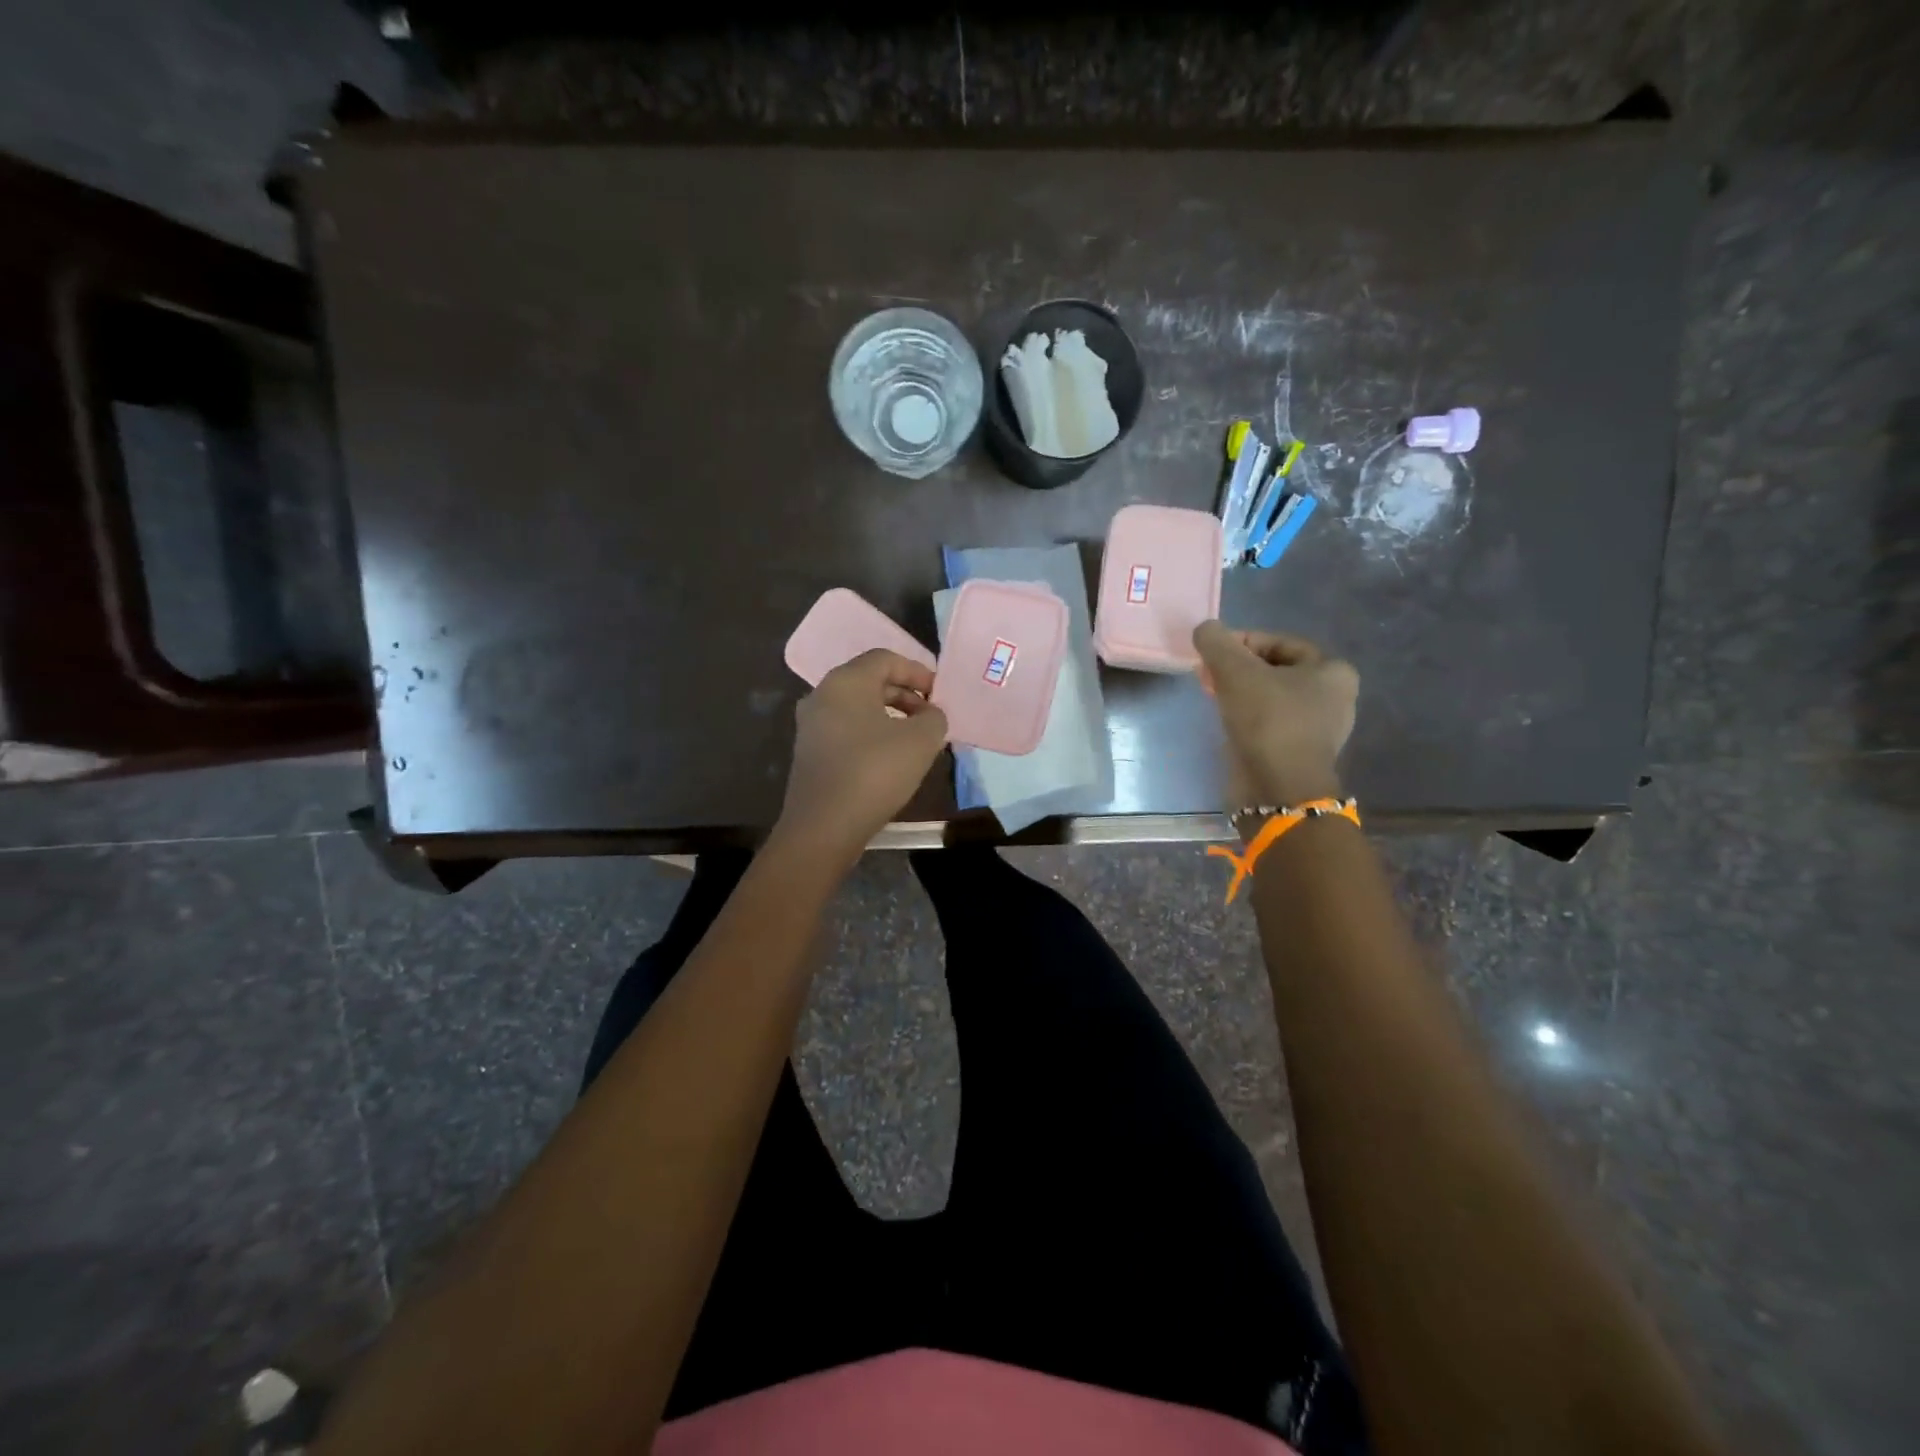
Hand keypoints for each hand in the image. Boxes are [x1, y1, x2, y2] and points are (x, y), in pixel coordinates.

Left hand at [773, 649, 948, 864]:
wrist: (824, 826)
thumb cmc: (874, 772)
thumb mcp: (921, 741)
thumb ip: (934, 718)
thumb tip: (930, 715)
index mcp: (845, 682)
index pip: (886, 659)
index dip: (918, 671)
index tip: (940, 694)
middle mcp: (822, 695)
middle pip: (870, 681)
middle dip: (906, 695)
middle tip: (932, 716)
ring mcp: (811, 725)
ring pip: (858, 708)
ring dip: (891, 716)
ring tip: (917, 739)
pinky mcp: (810, 753)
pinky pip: (847, 730)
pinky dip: (872, 734)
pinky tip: (891, 758)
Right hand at [1193, 621, 1358, 805]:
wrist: (1278, 788)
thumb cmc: (1268, 721)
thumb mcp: (1236, 672)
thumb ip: (1217, 643)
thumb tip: (1205, 629)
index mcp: (1332, 670)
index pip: (1278, 642)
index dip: (1240, 642)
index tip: (1210, 653)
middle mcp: (1333, 697)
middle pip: (1274, 670)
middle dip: (1237, 669)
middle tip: (1207, 675)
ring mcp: (1317, 728)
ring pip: (1269, 697)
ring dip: (1239, 693)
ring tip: (1211, 695)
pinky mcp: (1298, 753)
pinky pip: (1269, 723)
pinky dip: (1246, 717)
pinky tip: (1225, 720)